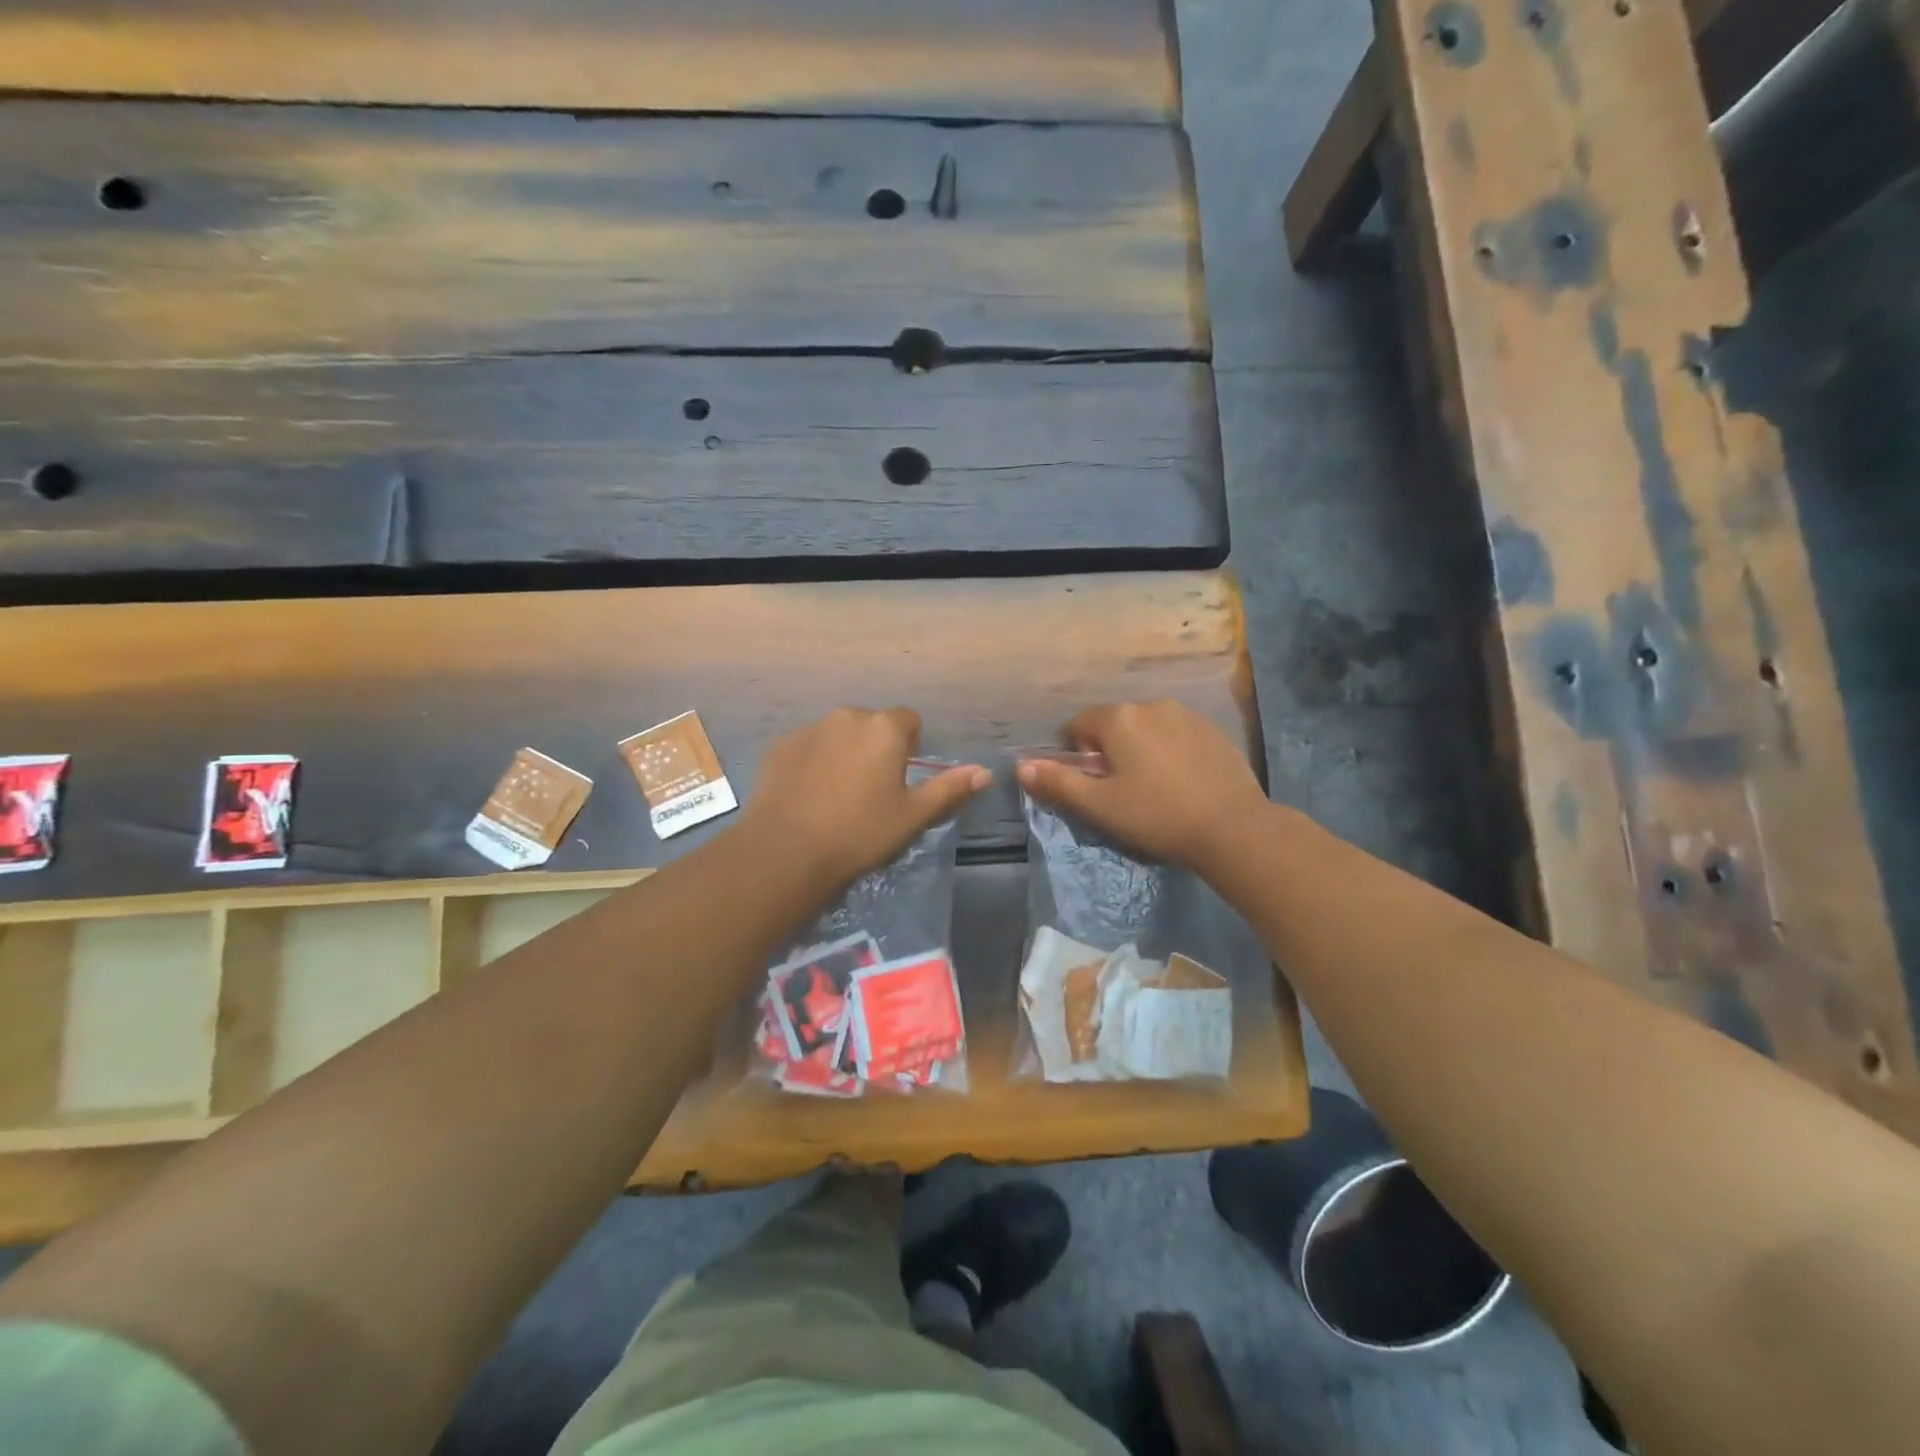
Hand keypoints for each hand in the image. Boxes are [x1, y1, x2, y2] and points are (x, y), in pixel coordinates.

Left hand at [743, 708, 989, 889]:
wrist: (787, 851)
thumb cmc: (861, 832)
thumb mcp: (913, 816)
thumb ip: (949, 789)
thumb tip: (984, 772)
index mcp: (884, 728)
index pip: (909, 721)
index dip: (910, 749)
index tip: (902, 781)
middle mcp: (847, 716)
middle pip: (871, 725)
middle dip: (875, 749)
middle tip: (872, 792)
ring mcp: (809, 729)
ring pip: (838, 735)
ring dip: (843, 754)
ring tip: (837, 797)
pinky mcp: (780, 746)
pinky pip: (807, 748)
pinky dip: (812, 763)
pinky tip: (808, 797)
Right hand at [1016, 700, 1266, 870]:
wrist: (1233, 827)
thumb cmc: (1156, 815)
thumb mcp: (1099, 805)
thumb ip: (1058, 782)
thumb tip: (1021, 766)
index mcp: (1119, 718)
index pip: (1079, 726)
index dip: (1081, 757)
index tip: (1098, 787)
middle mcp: (1151, 704)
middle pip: (1115, 724)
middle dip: (1112, 752)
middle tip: (1125, 792)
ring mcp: (1187, 714)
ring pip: (1148, 728)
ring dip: (1142, 750)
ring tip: (1157, 789)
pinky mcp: (1214, 730)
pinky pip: (1177, 735)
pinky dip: (1172, 752)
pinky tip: (1184, 783)